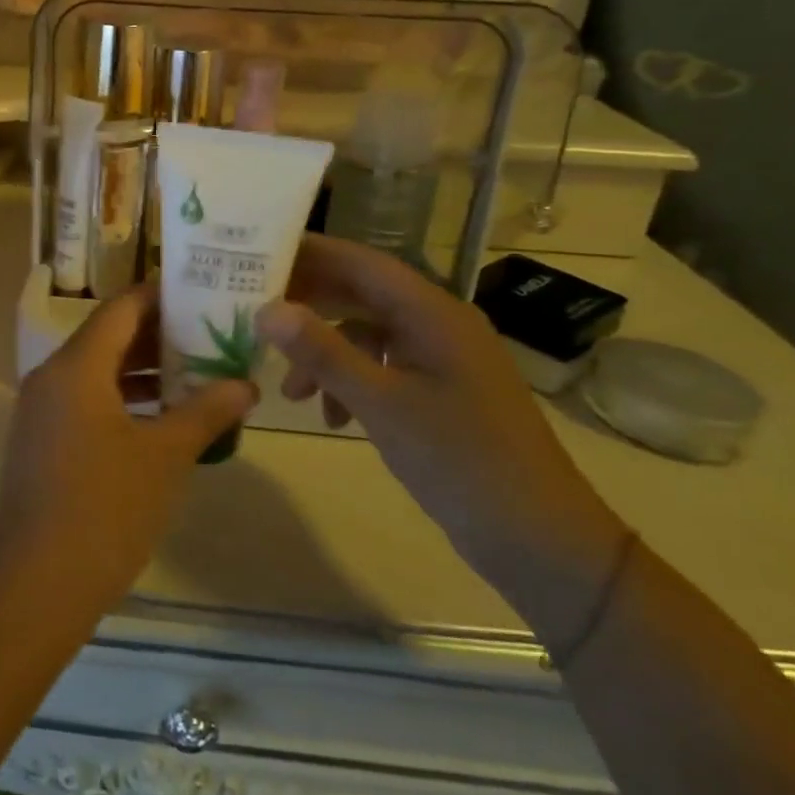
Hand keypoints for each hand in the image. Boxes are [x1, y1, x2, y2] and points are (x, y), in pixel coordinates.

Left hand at [0, 283, 255, 619]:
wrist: (35, 586)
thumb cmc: (104, 509)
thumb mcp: (164, 457)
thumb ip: (205, 412)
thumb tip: (245, 384)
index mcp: (76, 366)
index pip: (121, 308)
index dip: (161, 296)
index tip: (203, 292)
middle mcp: (52, 377)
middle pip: (109, 337)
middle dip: (161, 335)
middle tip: (213, 333)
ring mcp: (43, 411)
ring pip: (99, 372)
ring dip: (145, 371)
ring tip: (200, 373)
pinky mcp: (43, 442)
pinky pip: (88, 402)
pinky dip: (125, 401)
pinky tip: (164, 419)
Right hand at [257, 236, 626, 596]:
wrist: (539, 540)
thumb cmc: (462, 461)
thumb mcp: (382, 404)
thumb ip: (323, 352)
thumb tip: (266, 309)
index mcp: (432, 312)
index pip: (360, 262)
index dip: (309, 253)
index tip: (256, 255)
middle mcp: (437, 324)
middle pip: (360, 294)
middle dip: (308, 305)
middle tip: (255, 315)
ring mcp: (439, 359)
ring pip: (365, 335)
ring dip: (324, 354)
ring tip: (291, 392)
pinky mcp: (438, 392)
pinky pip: (382, 368)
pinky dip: (350, 383)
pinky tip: (332, 418)